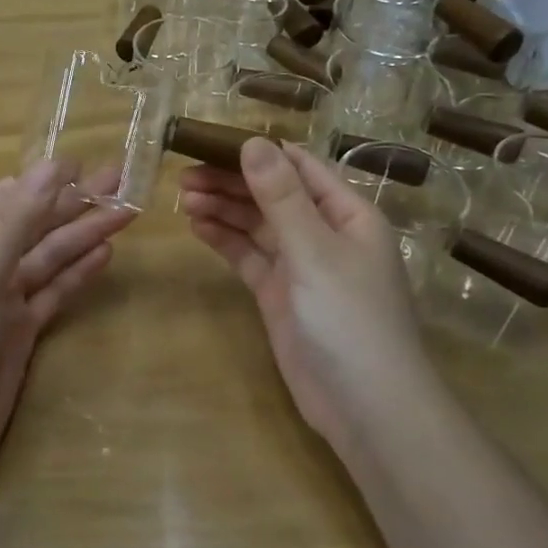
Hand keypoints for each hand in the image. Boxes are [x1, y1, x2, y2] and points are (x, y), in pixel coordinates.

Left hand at [0, 160, 135, 481]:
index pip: (4, 199)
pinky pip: (54, 291)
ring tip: (125, 214)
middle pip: (33, 227)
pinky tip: (104, 254)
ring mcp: (3, 299)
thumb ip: (16, 220)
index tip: (83, 164)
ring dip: (83, 236)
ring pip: (49, 258)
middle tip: (121, 182)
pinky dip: (78, 273)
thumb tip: (53, 165)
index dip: (42, 181)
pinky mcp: (23, 330)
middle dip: (74, 205)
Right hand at [180, 139, 431, 452]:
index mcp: (347, 213)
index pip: (299, 166)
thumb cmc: (349, 317)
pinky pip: (249, 257)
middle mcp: (324, 233)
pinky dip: (225, 240)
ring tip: (184, 198)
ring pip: (257, 225)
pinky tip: (198, 226)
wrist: (364, 405)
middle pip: (273, 194)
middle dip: (232, 182)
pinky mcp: (280, 295)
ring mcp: (301, 266)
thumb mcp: (314, 250)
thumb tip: (253, 142)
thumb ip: (281, 196)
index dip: (258, 152)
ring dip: (224, 209)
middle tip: (184, 175)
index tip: (212, 142)